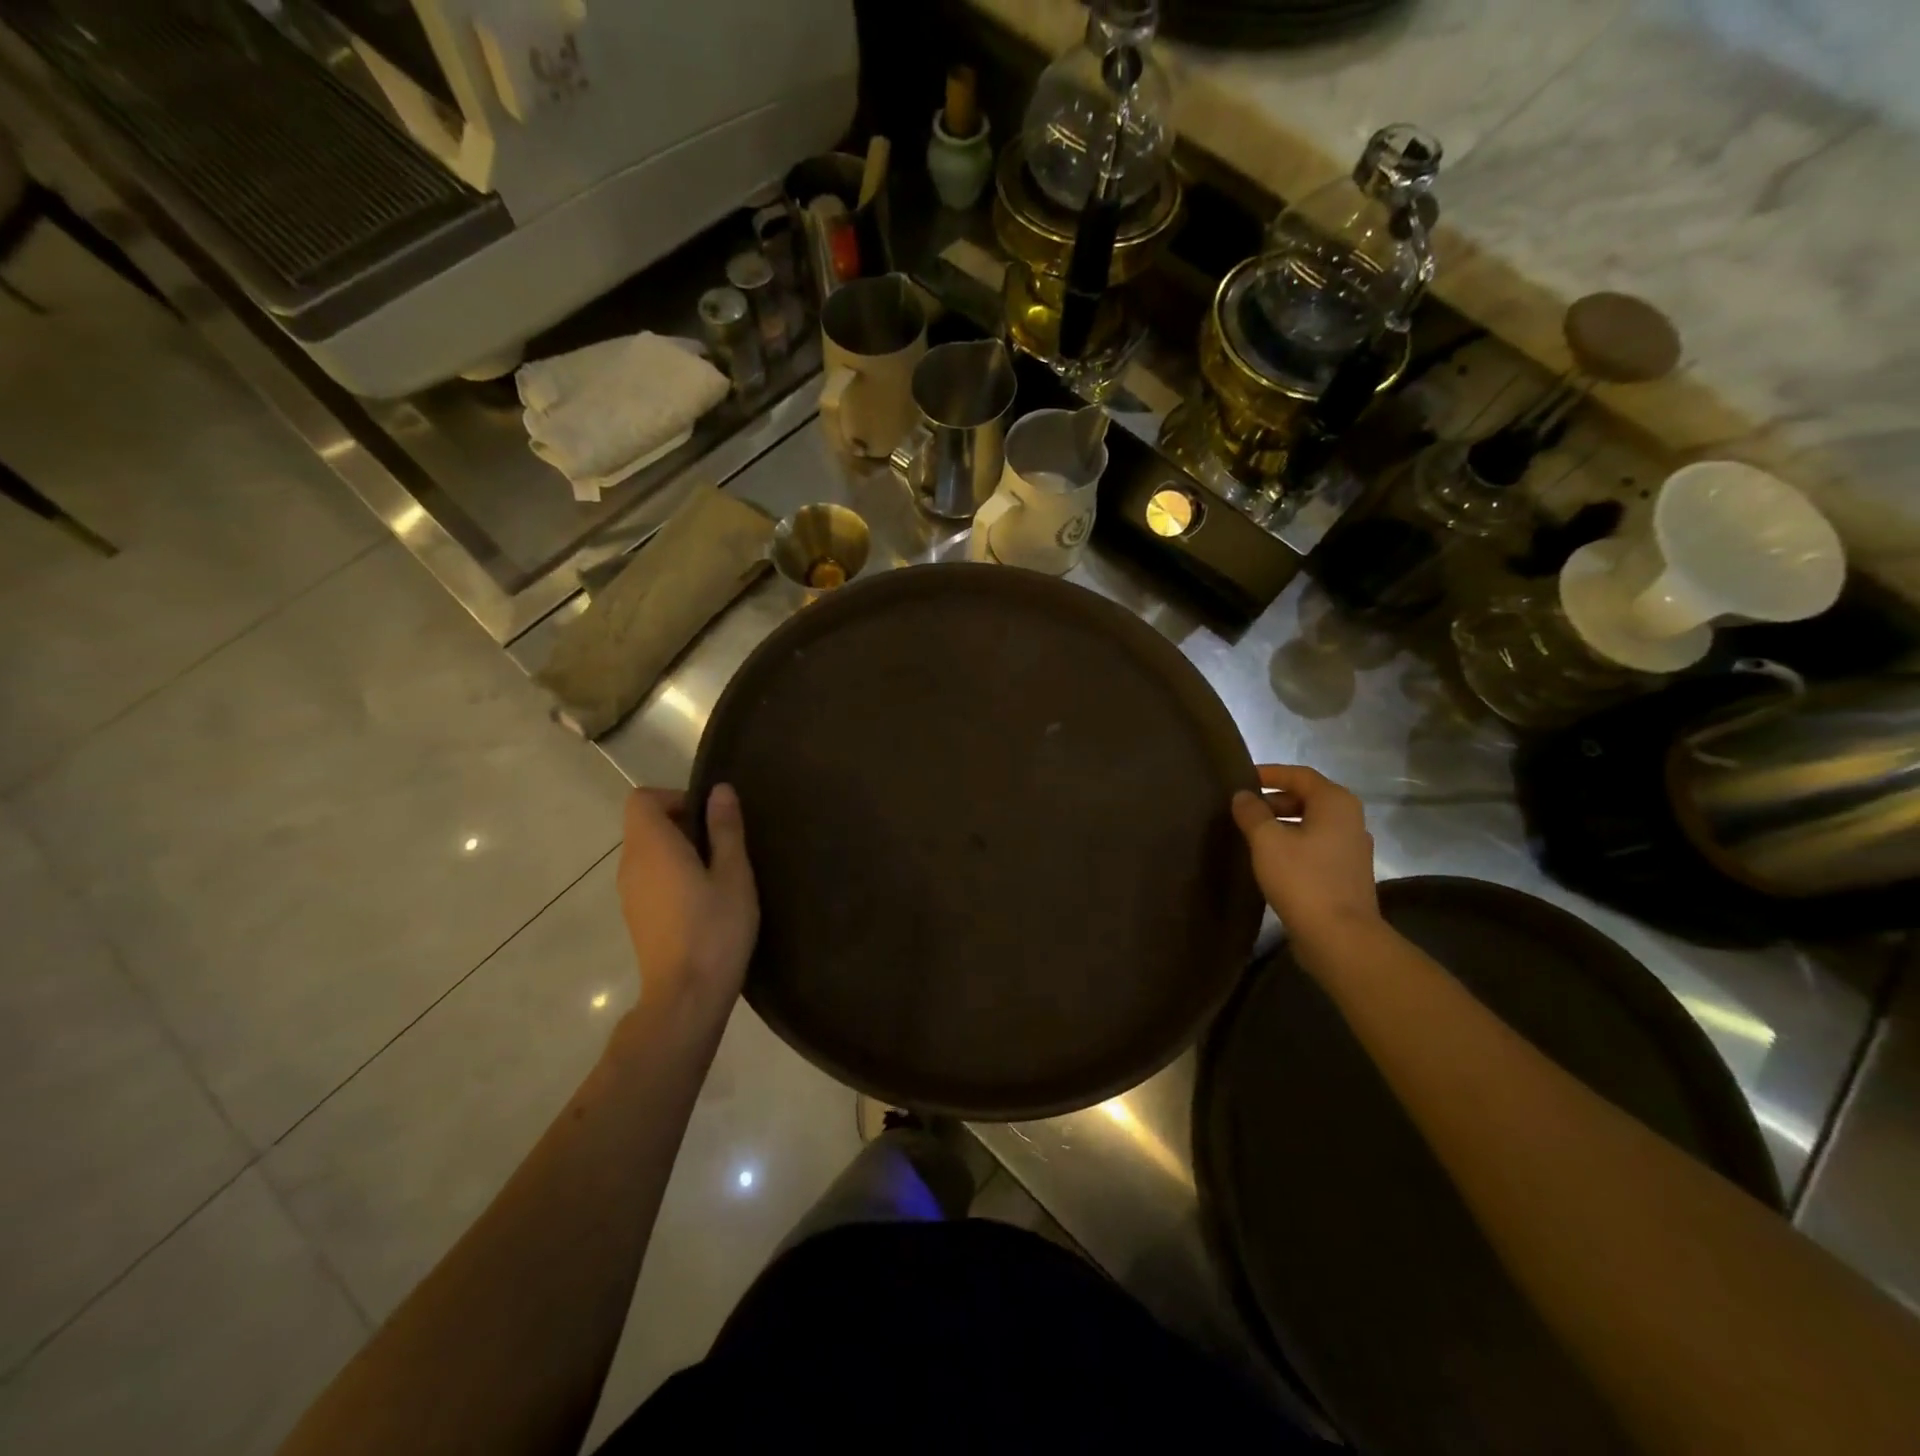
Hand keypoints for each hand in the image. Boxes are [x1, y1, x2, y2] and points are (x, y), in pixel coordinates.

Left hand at [617, 785, 758, 1013]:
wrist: (686, 996)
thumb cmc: (715, 929)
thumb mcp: (733, 874)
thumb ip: (725, 829)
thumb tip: (720, 790)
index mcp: (652, 847)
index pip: (642, 799)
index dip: (675, 797)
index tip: (708, 817)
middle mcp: (630, 864)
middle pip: (645, 825)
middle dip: (682, 823)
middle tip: (723, 845)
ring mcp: (629, 893)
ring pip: (648, 852)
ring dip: (679, 850)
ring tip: (718, 873)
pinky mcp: (635, 916)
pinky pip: (649, 876)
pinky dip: (671, 873)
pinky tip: (703, 900)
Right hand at [1231, 764, 1380, 951]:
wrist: (1340, 937)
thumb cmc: (1303, 879)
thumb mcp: (1267, 841)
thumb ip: (1252, 813)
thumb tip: (1242, 796)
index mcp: (1335, 803)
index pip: (1299, 775)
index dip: (1270, 774)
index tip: (1241, 779)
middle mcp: (1350, 820)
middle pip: (1307, 797)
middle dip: (1273, 800)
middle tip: (1242, 809)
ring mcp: (1351, 848)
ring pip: (1311, 823)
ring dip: (1281, 823)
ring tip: (1250, 833)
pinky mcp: (1346, 873)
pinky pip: (1315, 845)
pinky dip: (1292, 843)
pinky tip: (1269, 858)